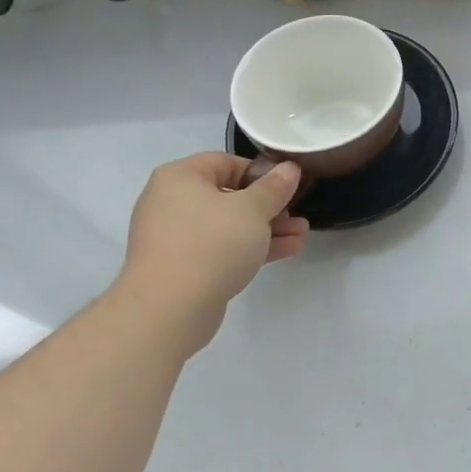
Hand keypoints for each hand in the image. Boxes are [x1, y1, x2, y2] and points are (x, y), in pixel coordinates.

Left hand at [112, 154, 307, 353]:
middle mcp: (171, 202)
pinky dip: (250, 247)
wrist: (169, 309)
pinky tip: (286, 250)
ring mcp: (175, 237)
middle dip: (269, 206)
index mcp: (180, 177)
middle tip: (297, 213)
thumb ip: (274, 187)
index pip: (226, 163)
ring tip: (301, 234)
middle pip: (229, 195)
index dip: (261, 172)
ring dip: (266, 228)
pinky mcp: (182, 266)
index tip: (288, 186)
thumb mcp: (253, 210)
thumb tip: (289, 168)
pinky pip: (221, 248)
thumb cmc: (212, 244)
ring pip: (229, 225)